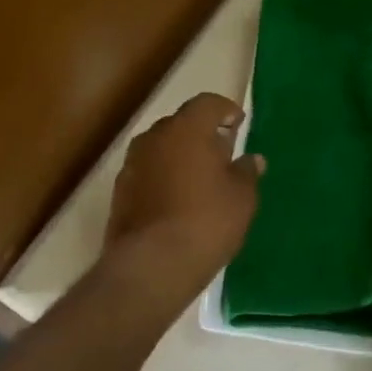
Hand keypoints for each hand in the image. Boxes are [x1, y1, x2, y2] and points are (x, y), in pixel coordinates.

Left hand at [103, 92, 263, 306]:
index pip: (207, 103)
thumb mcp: (242, 198)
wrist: (151, 266)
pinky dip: (164, 177)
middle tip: (222, 154)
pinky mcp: (120, 192)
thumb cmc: (206, 221)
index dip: (225, 110)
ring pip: (162, 148)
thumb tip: (252, 159)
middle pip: (181, 123)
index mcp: (187, 128)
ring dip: (180, 156)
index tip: (238, 124)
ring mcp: (132, 164)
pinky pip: (148, 172)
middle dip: (202, 134)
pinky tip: (178, 201)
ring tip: (200, 180)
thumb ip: (247, 172)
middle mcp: (155, 137)